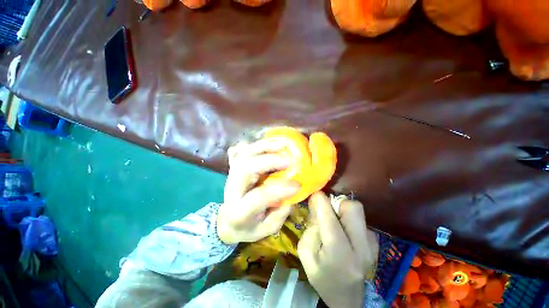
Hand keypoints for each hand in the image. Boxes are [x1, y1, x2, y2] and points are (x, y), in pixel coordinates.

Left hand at [217, 138, 299, 244]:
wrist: (228, 221)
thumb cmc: (249, 227)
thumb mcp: (266, 229)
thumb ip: (280, 212)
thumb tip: (293, 189)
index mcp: (239, 211)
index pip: (258, 197)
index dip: (279, 190)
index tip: (298, 185)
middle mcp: (232, 188)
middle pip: (246, 167)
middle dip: (270, 161)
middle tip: (292, 160)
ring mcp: (232, 174)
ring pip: (245, 154)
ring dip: (265, 146)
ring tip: (284, 143)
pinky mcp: (236, 166)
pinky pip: (245, 150)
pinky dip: (259, 144)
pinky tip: (272, 141)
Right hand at [297, 192, 378, 307]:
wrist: (347, 299)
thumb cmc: (322, 277)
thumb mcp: (306, 253)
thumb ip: (311, 227)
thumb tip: (317, 203)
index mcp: (338, 254)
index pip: (329, 217)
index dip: (320, 200)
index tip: (314, 195)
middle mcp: (361, 247)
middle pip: (353, 208)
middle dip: (337, 202)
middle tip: (327, 211)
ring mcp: (372, 245)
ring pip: (358, 211)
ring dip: (343, 211)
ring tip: (335, 223)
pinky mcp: (376, 242)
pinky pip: (361, 219)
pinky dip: (350, 219)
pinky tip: (344, 231)